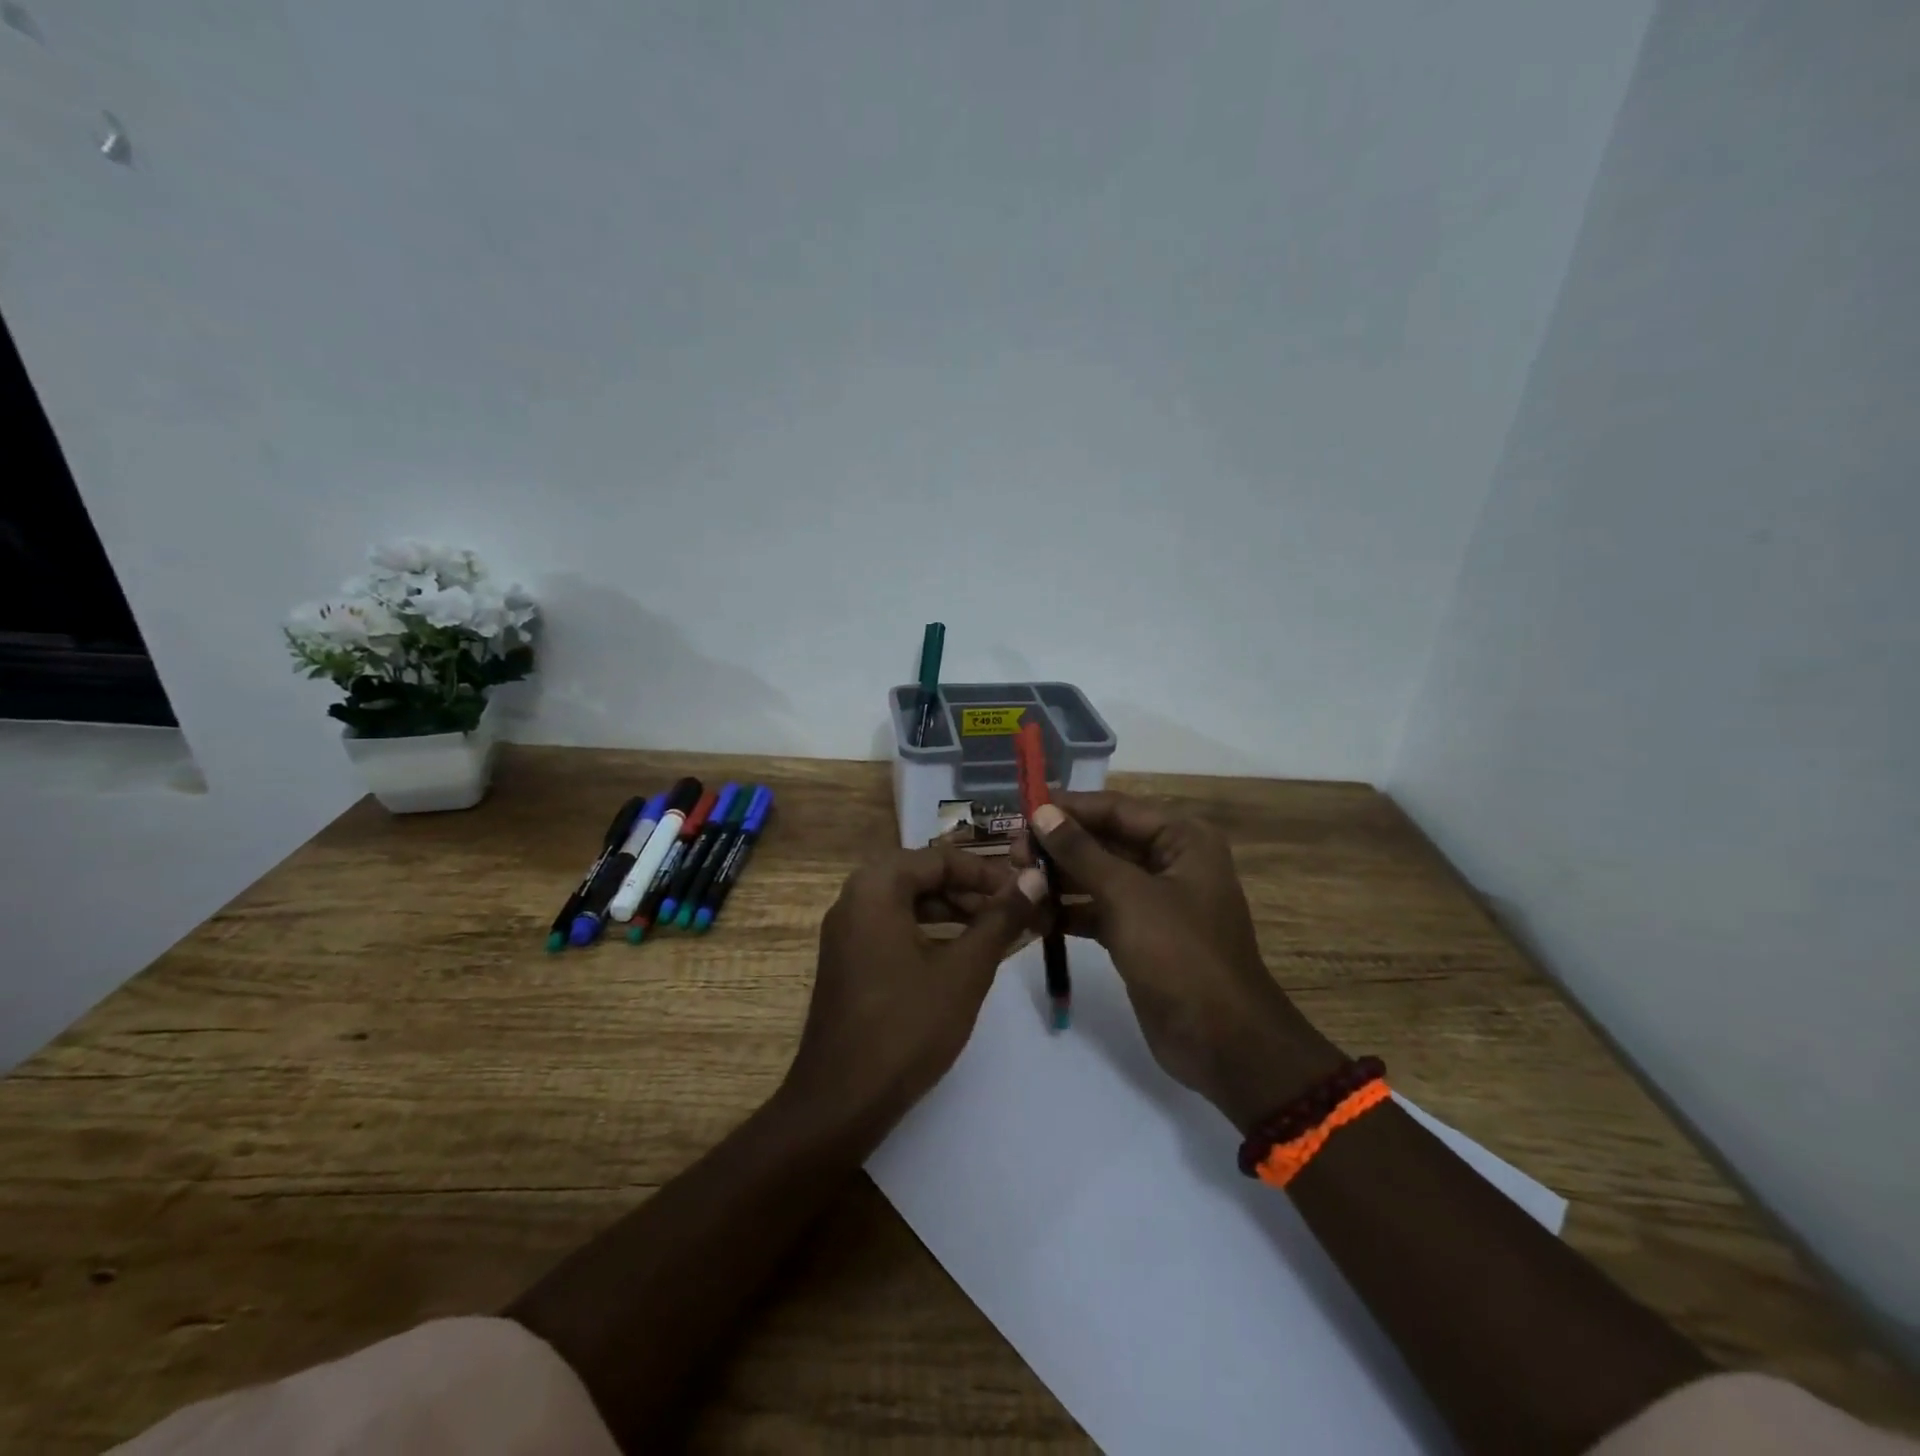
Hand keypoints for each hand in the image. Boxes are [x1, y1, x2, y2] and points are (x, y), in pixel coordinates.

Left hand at [783, 846, 1047, 1129]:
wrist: (841, 1100)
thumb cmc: (907, 1026)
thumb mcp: (964, 970)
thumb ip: (1000, 920)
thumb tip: (1034, 879)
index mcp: (876, 888)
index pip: (939, 859)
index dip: (986, 872)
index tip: (1024, 891)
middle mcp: (853, 899)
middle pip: (921, 876)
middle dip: (969, 891)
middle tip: (1012, 911)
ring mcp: (845, 932)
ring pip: (907, 903)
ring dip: (951, 911)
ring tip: (993, 932)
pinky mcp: (847, 961)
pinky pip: (892, 928)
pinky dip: (928, 932)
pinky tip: (958, 956)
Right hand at [1025, 793, 1344, 1131]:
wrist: (1223, 1042)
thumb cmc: (1180, 954)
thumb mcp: (1127, 896)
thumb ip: (1081, 852)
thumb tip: (1042, 813)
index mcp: (1182, 839)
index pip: (1116, 808)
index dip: (1069, 808)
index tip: (1022, 812)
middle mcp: (1170, 862)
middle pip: (1104, 841)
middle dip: (1059, 847)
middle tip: (1014, 855)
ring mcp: (1155, 901)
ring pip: (1098, 877)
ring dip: (1059, 880)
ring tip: (1017, 883)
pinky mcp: (1140, 935)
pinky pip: (1099, 910)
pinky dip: (1070, 912)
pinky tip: (1034, 918)